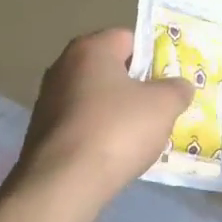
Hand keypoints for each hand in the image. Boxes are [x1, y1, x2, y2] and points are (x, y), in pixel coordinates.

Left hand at [14, 28, 194, 206]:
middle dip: (136, 86)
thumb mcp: (163, 106)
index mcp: (90, 49)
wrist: (63, 183)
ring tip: (139, 136)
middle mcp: (63, 66)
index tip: (168, 80)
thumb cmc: (117, 130)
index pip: (128, 38)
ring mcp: (48, 100)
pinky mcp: (42, 131)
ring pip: (95, 98)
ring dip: (117, 112)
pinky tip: (112, 154)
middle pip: (110, 68)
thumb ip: (177, 89)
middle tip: (160, 108)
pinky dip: (98, 133)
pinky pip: (81, 123)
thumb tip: (180, 86)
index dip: (153, 56)